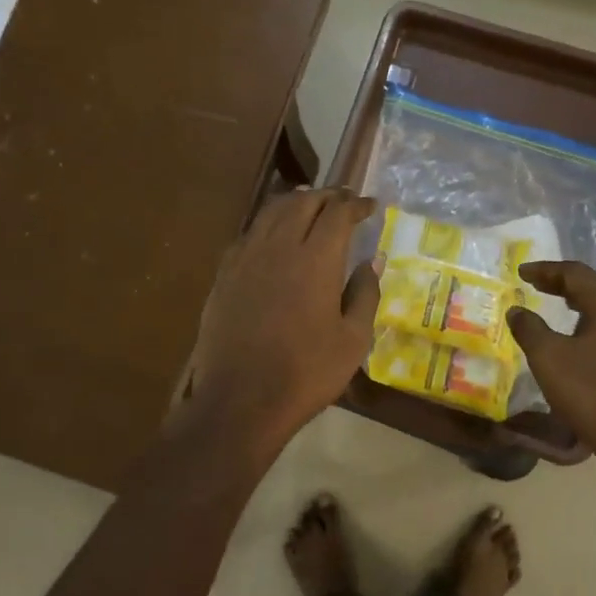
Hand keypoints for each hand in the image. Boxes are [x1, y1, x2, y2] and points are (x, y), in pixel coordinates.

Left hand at [182, 187, 380, 454]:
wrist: (241, 400)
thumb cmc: (306, 373)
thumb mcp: (353, 340)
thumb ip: (364, 294)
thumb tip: (370, 263)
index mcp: (316, 259)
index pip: (338, 213)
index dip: (356, 204)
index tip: (370, 206)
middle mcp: (279, 247)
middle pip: (303, 203)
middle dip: (327, 196)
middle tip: (343, 200)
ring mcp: (246, 258)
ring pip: (271, 213)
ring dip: (295, 203)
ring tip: (310, 207)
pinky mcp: (224, 274)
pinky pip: (249, 234)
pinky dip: (268, 225)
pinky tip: (273, 237)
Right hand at [507, 261, 595, 467]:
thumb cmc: (591, 393)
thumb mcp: (548, 358)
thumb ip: (529, 328)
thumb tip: (517, 311)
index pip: (576, 274)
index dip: (546, 270)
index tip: (521, 272)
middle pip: (595, 288)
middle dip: (563, 284)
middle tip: (535, 285)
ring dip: (579, 304)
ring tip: (554, 307)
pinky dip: (591, 324)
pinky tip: (577, 341)